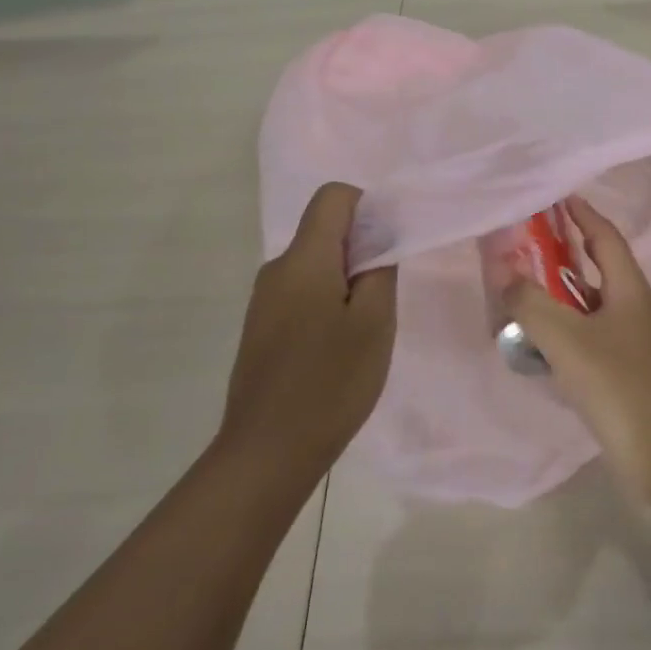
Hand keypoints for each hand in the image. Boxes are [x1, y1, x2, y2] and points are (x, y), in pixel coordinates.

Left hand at [219, 182, 396, 476]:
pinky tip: (337, 349)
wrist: (267, 453)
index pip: (333, 197)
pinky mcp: (261, 328)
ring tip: (363, 329)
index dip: (367, 208)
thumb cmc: (330, 382)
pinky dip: (327, 303)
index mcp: (303, 259)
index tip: (388, 248)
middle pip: (324, 231)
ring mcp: (264, 301)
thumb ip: (380, 269)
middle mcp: (277, 270)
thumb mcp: (374, 322)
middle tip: (383, 297)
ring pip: (315, 265)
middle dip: (361, 250)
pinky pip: (301, 292)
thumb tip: (379, 237)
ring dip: (345, 281)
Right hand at [502, 197, 650, 504]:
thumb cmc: (620, 385)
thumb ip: (531, 305)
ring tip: (521, 290)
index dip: (582, 214)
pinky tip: (537, 341)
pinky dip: (563, 329)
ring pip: (590, 305)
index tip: (556, 196)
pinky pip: (588, 336)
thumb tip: (504, 274)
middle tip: (525, 243)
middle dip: (564, 252)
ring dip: (559, 295)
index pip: (605, 237)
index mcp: (629, 289)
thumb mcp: (568, 340)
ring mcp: (631, 341)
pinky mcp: (623, 371)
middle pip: (597, 267)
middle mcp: (633, 307)